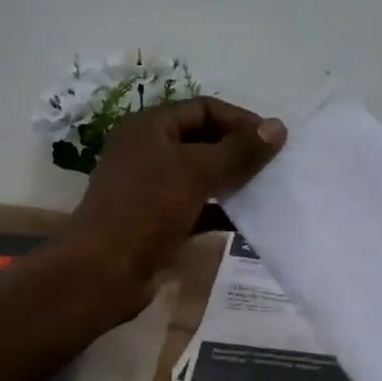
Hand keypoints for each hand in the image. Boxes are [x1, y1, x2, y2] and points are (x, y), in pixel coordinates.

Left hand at [67, 98, 284, 291]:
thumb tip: (279, 127)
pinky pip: (197, 207)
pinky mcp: (157, 221)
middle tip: (274, 166)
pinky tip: (247, 222)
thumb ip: (240, 151)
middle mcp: (147, 152)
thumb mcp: (197, 172)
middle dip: (239, 151)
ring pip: (201, 175)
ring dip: (233, 181)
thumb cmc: (147, 209)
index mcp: (149, 128)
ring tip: (267, 191)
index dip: (240, 120)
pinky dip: (220, 211)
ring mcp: (151, 188)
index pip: (204, 109)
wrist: (102, 272)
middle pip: (203, 141)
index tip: (274, 140)